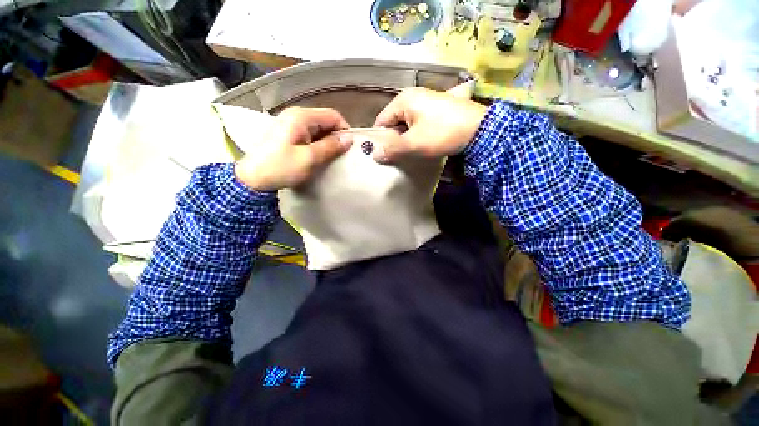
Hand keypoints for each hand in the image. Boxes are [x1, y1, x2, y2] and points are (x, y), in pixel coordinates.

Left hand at [235, 107, 352, 190]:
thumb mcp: (309, 158)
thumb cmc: (281, 167)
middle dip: (335, 137)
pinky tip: (318, 156)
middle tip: (340, 155)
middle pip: (325, 121)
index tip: (349, 147)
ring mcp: (290, 124)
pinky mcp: (288, 134)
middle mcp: (296, 115)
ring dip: (327, 142)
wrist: (252, 178)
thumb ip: (330, 146)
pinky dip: (317, 144)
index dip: (344, 129)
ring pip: (318, 129)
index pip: (332, 115)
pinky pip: (309, 135)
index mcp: (301, 117)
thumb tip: (349, 139)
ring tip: (330, 157)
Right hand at [371, 85, 486, 163]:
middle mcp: (413, 95)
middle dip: (395, 139)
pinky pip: (419, 121)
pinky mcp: (438, 106)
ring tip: (413, 150)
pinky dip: (418, 132)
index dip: (381, 139)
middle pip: (394, 121)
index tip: (385, 155)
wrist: (480, 129)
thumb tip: (375, 155)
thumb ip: (392, 149)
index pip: (381, 121)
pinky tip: (424, 142)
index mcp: (404, 100)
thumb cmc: (442, 134)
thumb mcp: (414, 144)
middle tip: (401, 155)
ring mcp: (427, 99)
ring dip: (407, 137)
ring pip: (407, 123)